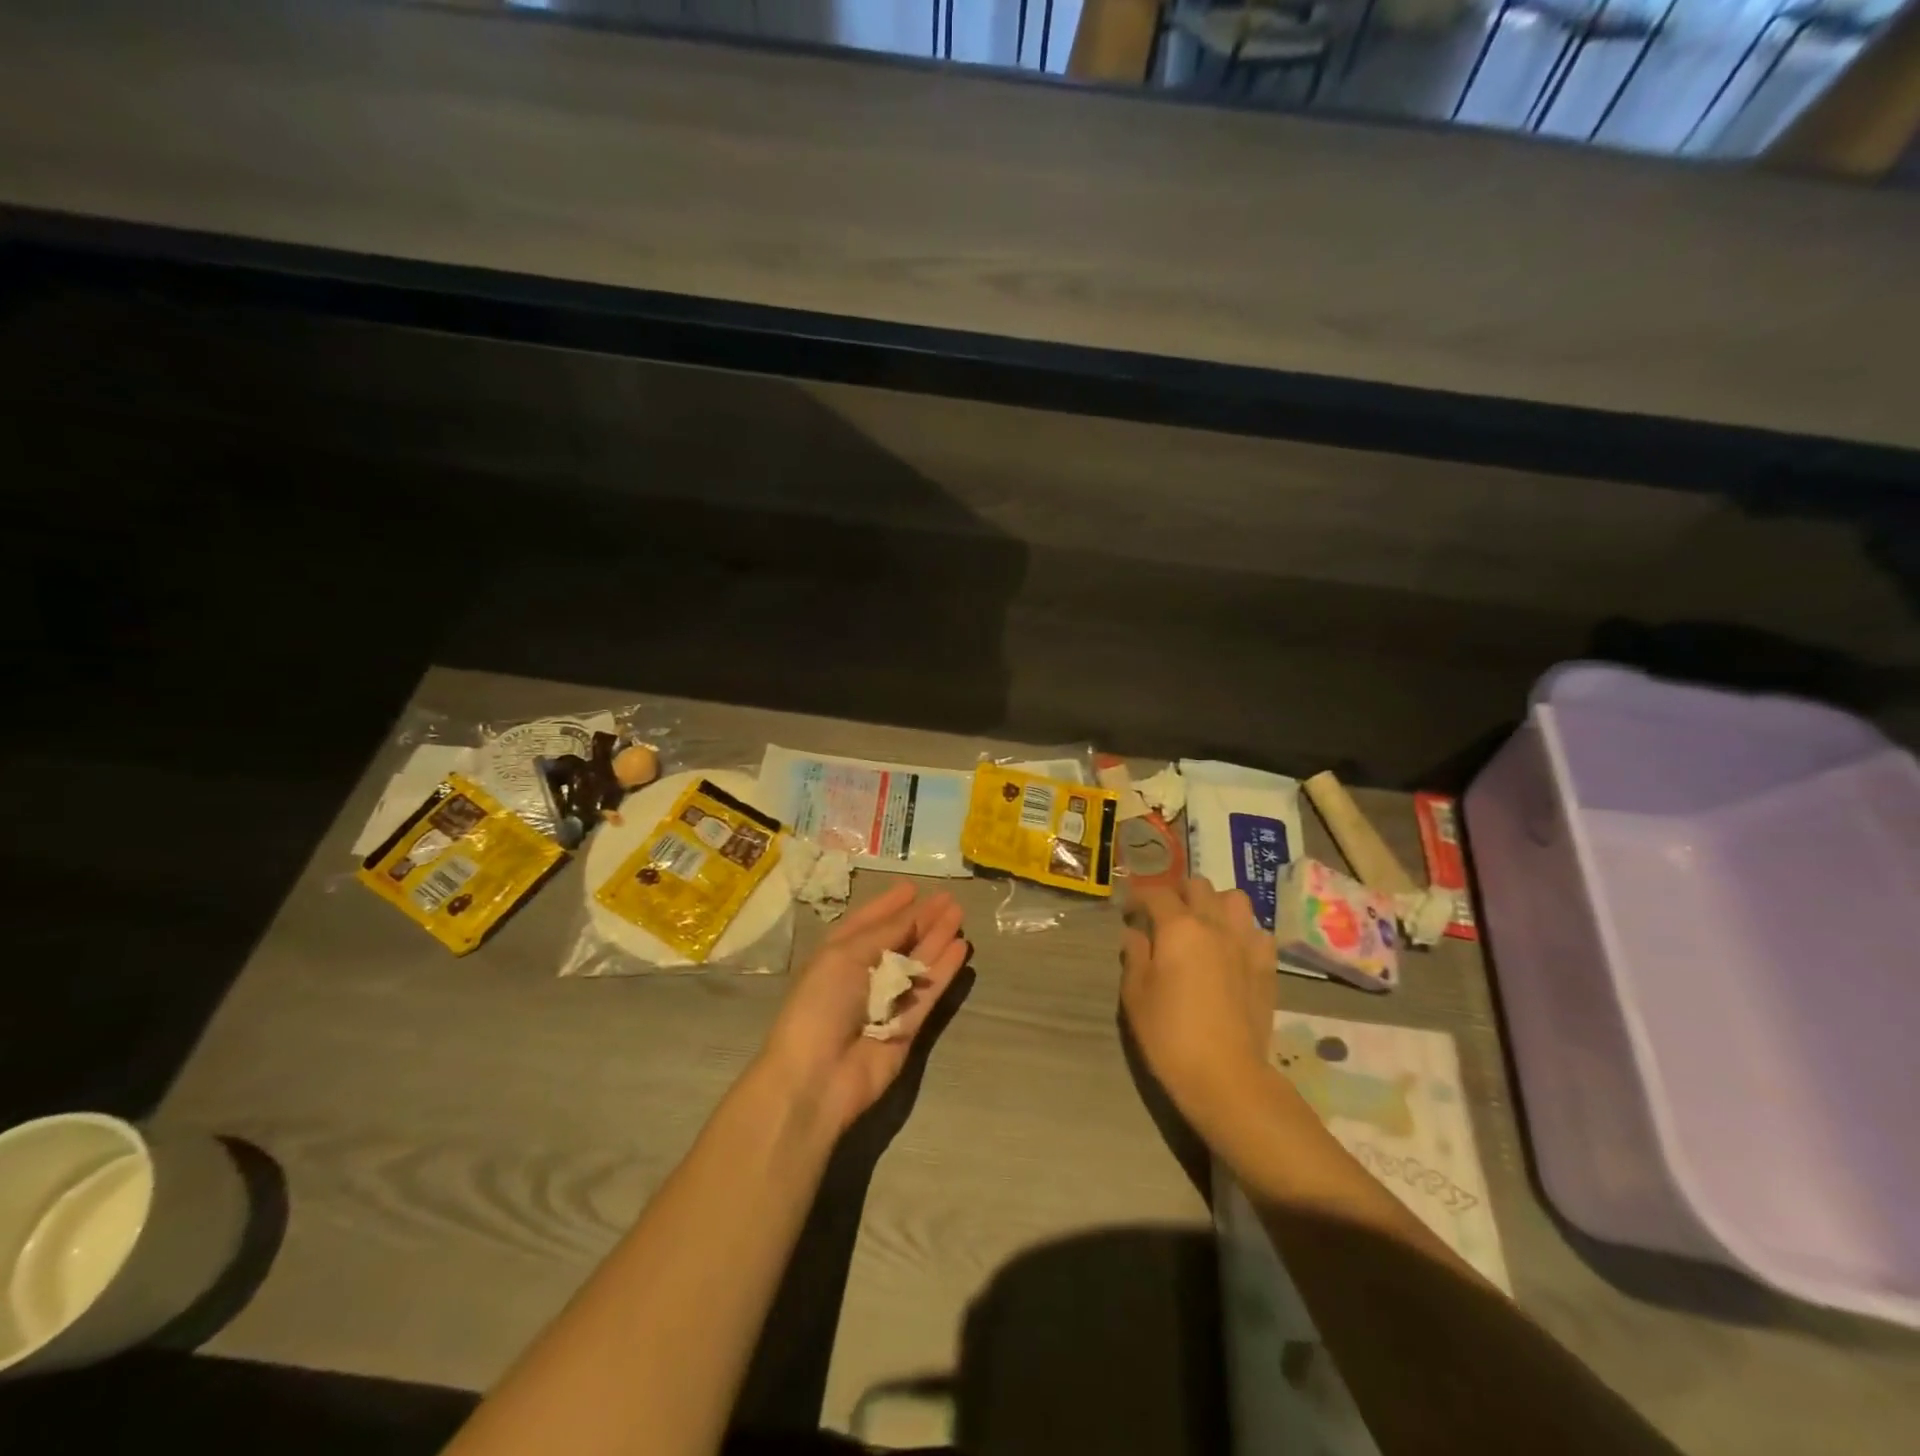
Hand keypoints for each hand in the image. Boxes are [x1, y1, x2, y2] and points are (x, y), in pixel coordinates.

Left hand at [761, 883, 968, 1133]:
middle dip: (921, 918)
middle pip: (898, 940)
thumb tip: (916, 909)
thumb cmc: (821, 1005)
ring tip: (960, 914)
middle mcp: (862, 974)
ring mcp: (886, 1001)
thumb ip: (886, 932)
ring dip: (937, 938)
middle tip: (949, 898)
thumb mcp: (846, 955)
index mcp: (838, 954)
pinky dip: (944, 970)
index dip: (889, 904)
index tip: (913, 887)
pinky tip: (960, 948)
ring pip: (918, 963)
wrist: (817, 1077)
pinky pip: (929, 992)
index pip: (867, 922)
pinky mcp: (907, 1026)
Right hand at [1121, 878, 1275, 1139]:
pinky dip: (1244, 932)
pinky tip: (1233, 950)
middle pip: (1198, 886)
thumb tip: (1135, 934)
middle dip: (1178, 893)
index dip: (1138, 898)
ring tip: (1203, 925)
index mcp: (1178, 927)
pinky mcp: (1267, 966)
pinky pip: (1258, 931)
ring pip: (1234, 899)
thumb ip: (1134, 956)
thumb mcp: (1135, 995)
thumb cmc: (1170, 1035)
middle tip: (1164, 916)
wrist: (1226, 1076)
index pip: (1156, 894)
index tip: (1129, 913)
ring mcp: (1246, 943)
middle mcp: (1215, 925)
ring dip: (1215, 904)